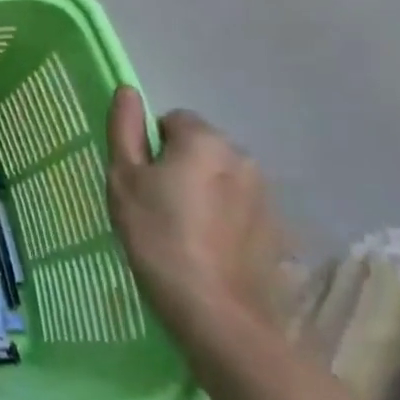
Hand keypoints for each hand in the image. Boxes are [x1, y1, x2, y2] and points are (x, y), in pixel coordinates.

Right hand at [105, 87, 286, 345]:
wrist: (215, 309)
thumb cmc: (157, 236)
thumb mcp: (124, 179)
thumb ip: (125, 130)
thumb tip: (127, 90)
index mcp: (203, 140)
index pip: (172, 120)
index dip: (150, 146)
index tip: (139, 179)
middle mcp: (241, 156)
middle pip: (199, 147)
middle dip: (179, 165)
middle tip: (154, 204)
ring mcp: (264, 194)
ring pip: (220, 177)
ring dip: (202, 191)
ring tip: (180, 229)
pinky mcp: (276, 228)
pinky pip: (238, 207)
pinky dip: (222, 218)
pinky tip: (206, 247)